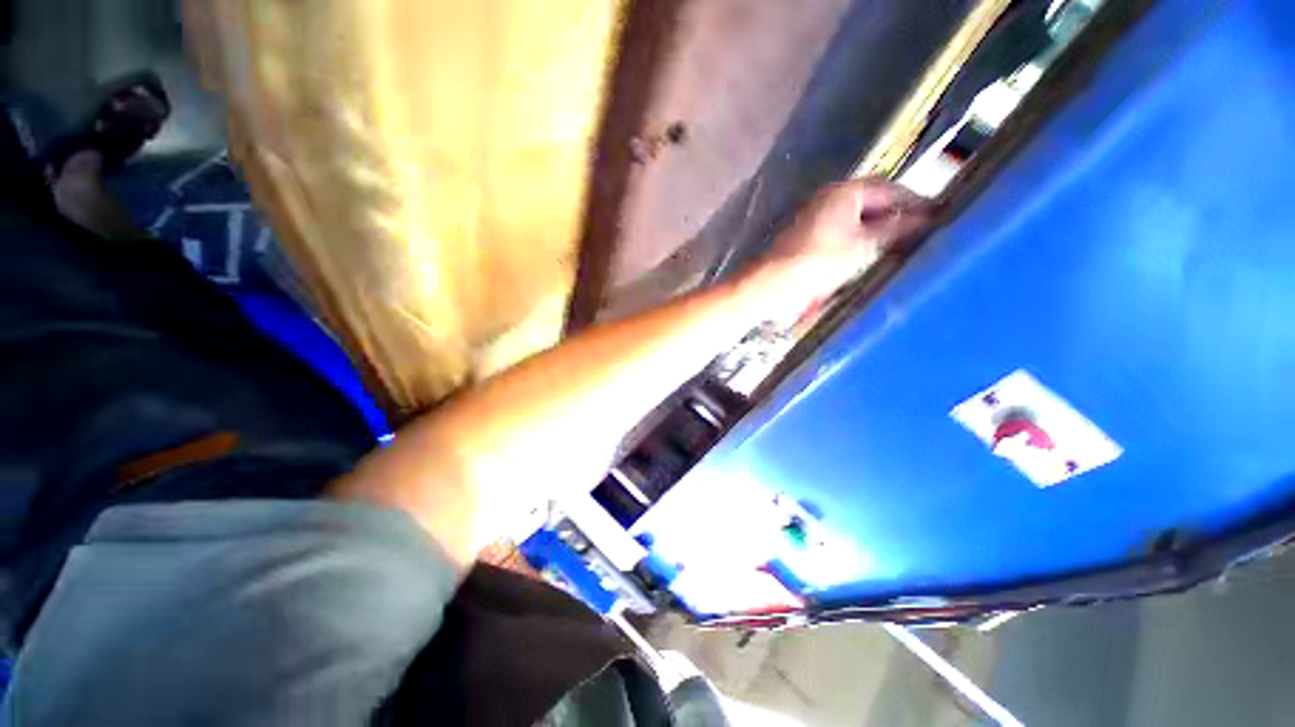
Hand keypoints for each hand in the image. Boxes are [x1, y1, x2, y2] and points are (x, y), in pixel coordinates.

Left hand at [744, 178, 935, 316]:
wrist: (772, 285)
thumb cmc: (818, 263)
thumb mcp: (864, 246)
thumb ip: (897, 229)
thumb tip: (927, 218)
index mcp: (844, 192)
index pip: (890, 189)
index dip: (915, 202)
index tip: (938, 215)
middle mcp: (828, 199)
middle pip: (872, 203)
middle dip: (895, 217)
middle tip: (919, 234)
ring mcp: (814, 218)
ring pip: (855, 220)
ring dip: (876, 231)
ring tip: (897, 248)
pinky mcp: (805, 239)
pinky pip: (841, 234)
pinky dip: (857, 242)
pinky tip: (865, 258)